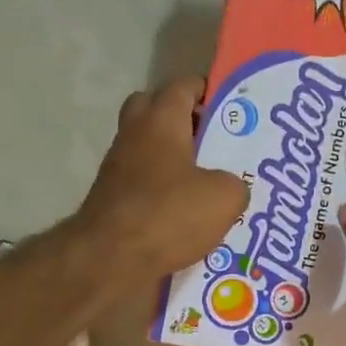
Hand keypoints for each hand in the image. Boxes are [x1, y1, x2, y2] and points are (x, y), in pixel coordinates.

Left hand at [79, 76, 248, 277]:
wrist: (111, 258)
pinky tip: (187, 215)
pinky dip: (163, 192)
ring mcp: (118, 168)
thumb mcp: (224, 197)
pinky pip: (143, 184)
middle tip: (212, 140)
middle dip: (182, 120)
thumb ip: (235, 184)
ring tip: (207, 184)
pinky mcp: (112, 200)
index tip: (229, 106)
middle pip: (154, 110)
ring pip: (148, 150)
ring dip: (173, 160)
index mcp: (161, 120)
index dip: (206, 91)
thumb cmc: (169, 214)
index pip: (183, 86)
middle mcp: (134, 135)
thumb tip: (228, 189)